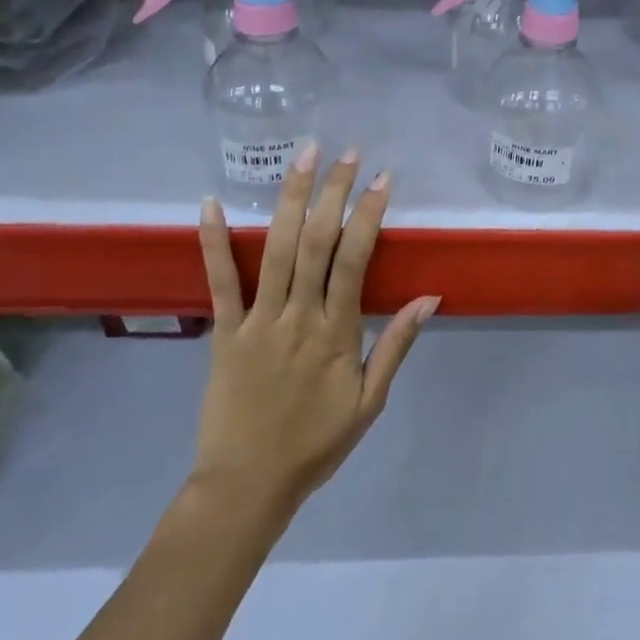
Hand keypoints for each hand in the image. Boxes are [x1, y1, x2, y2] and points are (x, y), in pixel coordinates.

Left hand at [188, 145, 437, 519]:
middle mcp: (298, 316)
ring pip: (274, 249)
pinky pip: (219, 281)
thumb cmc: (315, 444)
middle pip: (316, 242)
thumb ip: (396, 345)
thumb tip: (429, 298)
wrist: (247, 486)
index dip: (369, 215)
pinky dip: (213, 241)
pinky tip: (210, 203)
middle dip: (333, 192)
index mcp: (336, 332)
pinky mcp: (223, 332)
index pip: (354, 260)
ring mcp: (257, 321)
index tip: (382, 179)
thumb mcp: (370, 402)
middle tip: (347, 153)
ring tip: (303, 157)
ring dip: (289, 199)